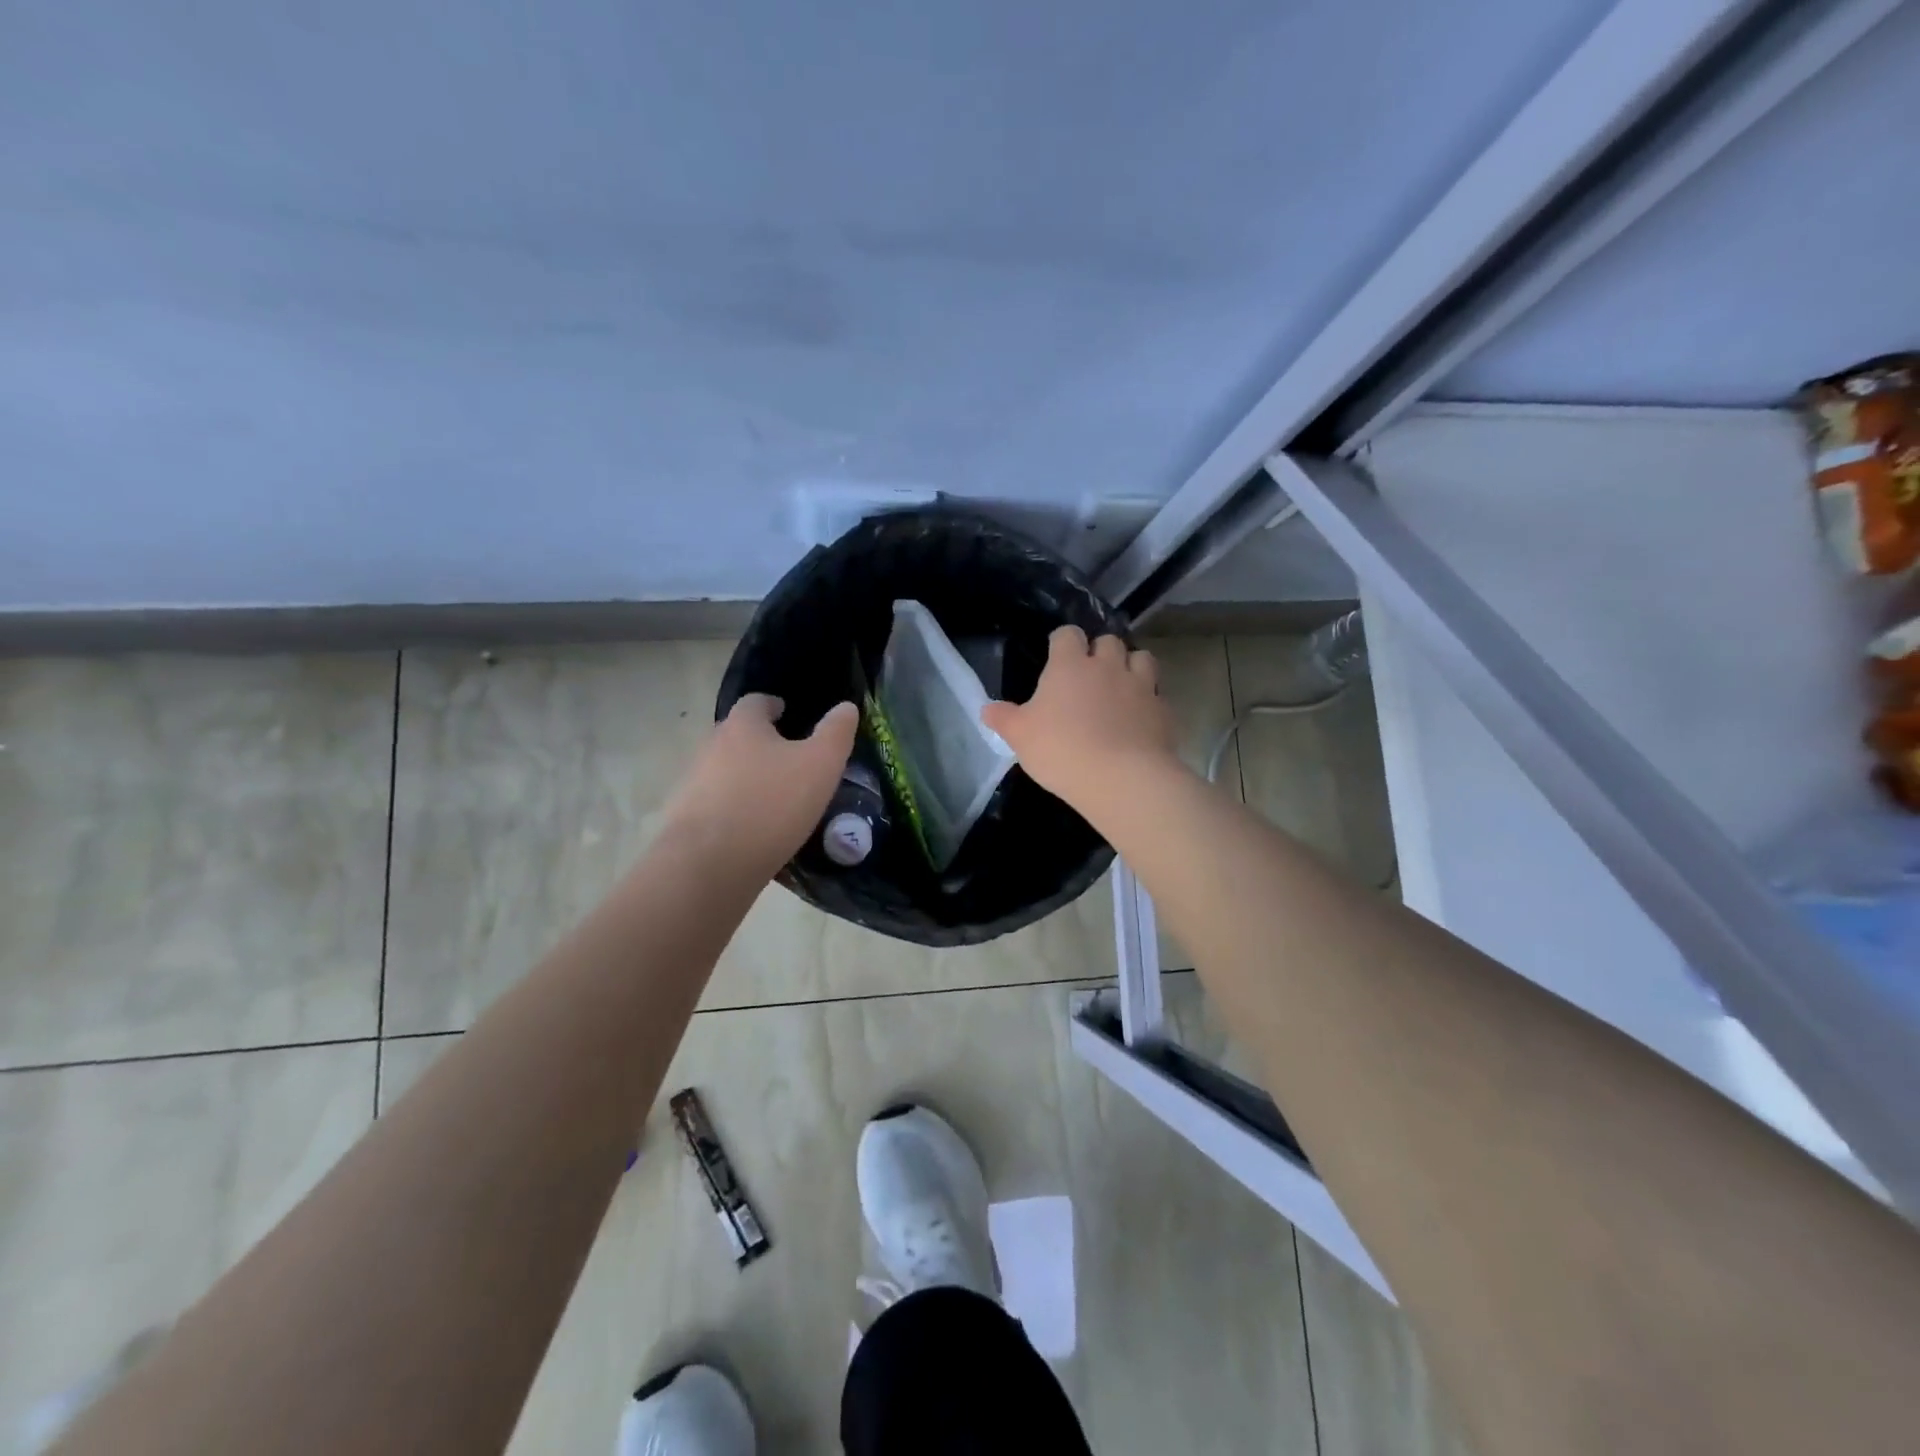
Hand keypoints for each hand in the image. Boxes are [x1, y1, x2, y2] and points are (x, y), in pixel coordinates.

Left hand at [661, 695, 858, 872]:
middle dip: (761, 743)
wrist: (709, 864)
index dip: (773, 706)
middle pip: (737, 735)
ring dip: (747, 778)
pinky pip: (716, 805)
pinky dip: (735, 809)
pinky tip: (754, 830)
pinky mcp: (686, 819)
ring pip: (725, 771)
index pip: (755, 702)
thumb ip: (836, 733)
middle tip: (789, 759)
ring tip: (776, 798)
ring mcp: (693, 783)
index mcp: (743, 726)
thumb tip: (846, 707)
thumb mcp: (821, 765)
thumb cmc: (772, 804)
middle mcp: (711, 746)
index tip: (788, 715)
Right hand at [982, 627, 1179, 812]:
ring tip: (1122, 688)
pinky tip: (1140, 720)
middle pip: (1109, 640)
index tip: (1057, 656)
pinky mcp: (1164, 711)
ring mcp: (1141, 686)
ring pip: (1142, 659)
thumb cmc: (1062, 750)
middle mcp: (1108, 666)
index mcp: (1070, 665)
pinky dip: (1149, 702)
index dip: (1062, 642)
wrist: (1122, 778)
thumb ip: (1004, 718)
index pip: (1068, 634)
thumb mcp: (1020, 737)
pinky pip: (1158, 695)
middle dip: (1101, 651)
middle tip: (1090, 675)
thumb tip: (987, 708)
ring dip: (1132, 667)